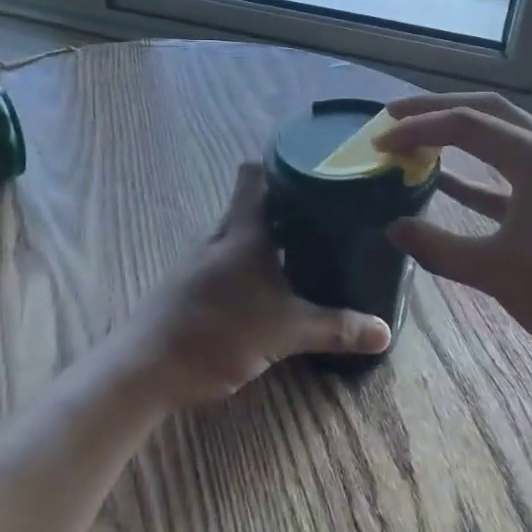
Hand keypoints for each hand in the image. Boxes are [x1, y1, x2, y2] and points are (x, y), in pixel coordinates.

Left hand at [111, 163, 391, 409]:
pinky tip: (270, 287)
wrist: (146, 367)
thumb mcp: (285, 333)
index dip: (282, 164)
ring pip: (241, 234)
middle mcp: (220, 235)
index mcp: (242, 230)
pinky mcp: (190, 283)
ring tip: (308, 249)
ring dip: (270, 238)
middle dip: (288, 207)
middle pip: (253, 204)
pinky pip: (228, 259)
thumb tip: (385, 331)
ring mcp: (200, 259)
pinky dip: (251, 264)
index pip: (255, 174)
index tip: (315, 169)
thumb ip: (335, 329)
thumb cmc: (218, 334)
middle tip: (328, 216)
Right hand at [379, 93, 531, 376]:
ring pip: (505, 136)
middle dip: (437, 110)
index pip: (463, 125)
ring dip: (461, 135)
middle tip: (393, 119)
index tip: (377, 145)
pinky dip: (483, 172)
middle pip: (487, 111)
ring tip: (419, 142)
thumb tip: (393, 229)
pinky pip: (518, 170)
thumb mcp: (497, 273)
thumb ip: (438, 248)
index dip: (415, 129)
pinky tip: (453, 184)